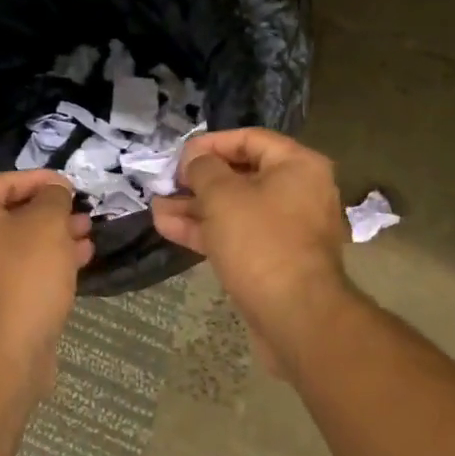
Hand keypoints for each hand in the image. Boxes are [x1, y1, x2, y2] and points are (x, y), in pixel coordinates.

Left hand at [0, 170, 93, 394]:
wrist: (3, 352)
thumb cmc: (22, 273)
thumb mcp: (47, 222)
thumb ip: (53, 196)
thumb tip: (55, 191)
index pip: (6, 181)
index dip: (43, 181)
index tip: (74, 186)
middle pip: (11, 213)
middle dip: (51, 213)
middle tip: (83, 213)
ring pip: (19, 244)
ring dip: (54, 238)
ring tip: (88, 235)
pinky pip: (19, 270)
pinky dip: (46, 263)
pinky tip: (79, 260)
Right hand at [152, 128, 353, 377]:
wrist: (296, 316)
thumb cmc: (260, 241)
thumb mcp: (223, 195)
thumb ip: (203, 169)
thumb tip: (196, 163)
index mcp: (297, 165)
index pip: (249, 139)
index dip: (210, 143)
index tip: (178, 157)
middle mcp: (298, 192)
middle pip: (241, 175)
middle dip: (198, 180)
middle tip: (165, 184)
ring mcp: (287, 229)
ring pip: (235, 209)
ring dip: (195, 207)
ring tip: (156, 207)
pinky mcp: (274, 260)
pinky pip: (238, 235)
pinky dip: (207, 230)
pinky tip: (168, 227)